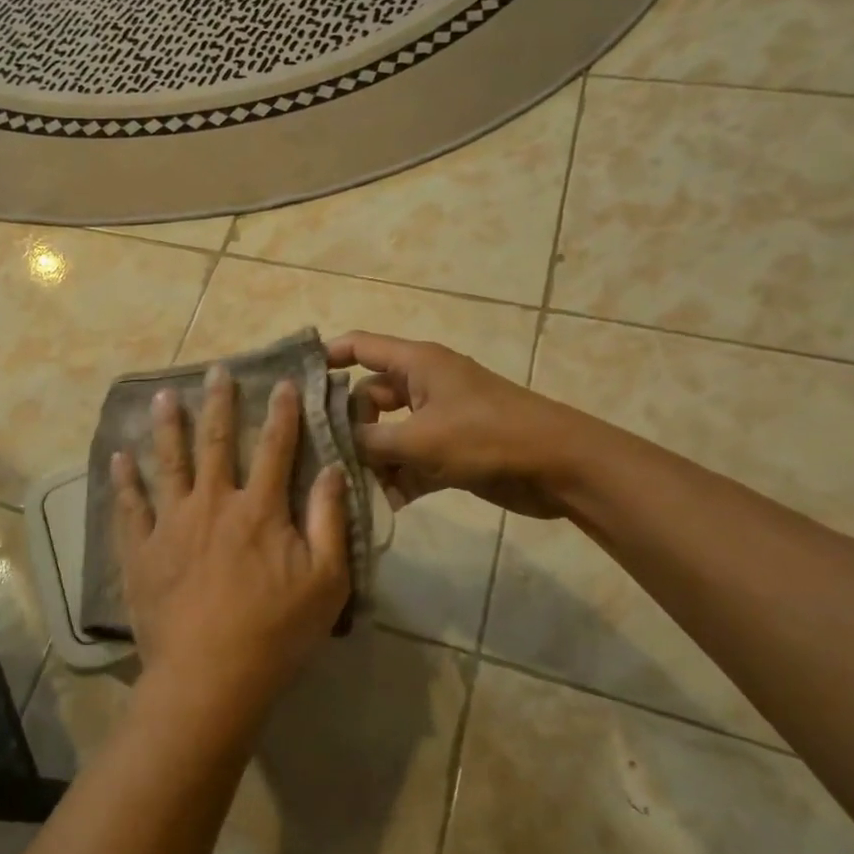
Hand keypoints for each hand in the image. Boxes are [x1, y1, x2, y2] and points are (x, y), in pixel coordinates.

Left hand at [111, 366, 350, 728]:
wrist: (209, 678)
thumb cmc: (276, 632)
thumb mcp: (326, 581)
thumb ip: (330, 521)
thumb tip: (333, 470)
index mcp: (259, 509)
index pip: (275, 448)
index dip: (282, 413)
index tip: (283, 381)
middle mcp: (213, 503)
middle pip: (216, 442)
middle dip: (218, 403)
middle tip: (216, 370)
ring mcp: (171, 524)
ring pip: (168, 463)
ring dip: (167, 427)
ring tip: (163, 397)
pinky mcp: (141, 550)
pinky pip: (130, 507)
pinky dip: (123, 481)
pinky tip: (118, 458)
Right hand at [326, 331, 594, 518]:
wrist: (560, 467)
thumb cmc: (487, 437)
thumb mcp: (419, 439)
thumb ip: (370, 442)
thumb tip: (336, 446)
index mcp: (415, 364)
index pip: (359, 347)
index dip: (326, 357)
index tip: (292, 381)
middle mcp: (422, 386)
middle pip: (368, 397)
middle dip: (347, 426)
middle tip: (320, 455)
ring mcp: (437, 420)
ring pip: (387, 434)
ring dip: (372, 460)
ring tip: (349, 487)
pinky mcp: (450, 451)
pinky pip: (410, 461)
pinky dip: (397, 480)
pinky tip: (382, 506)